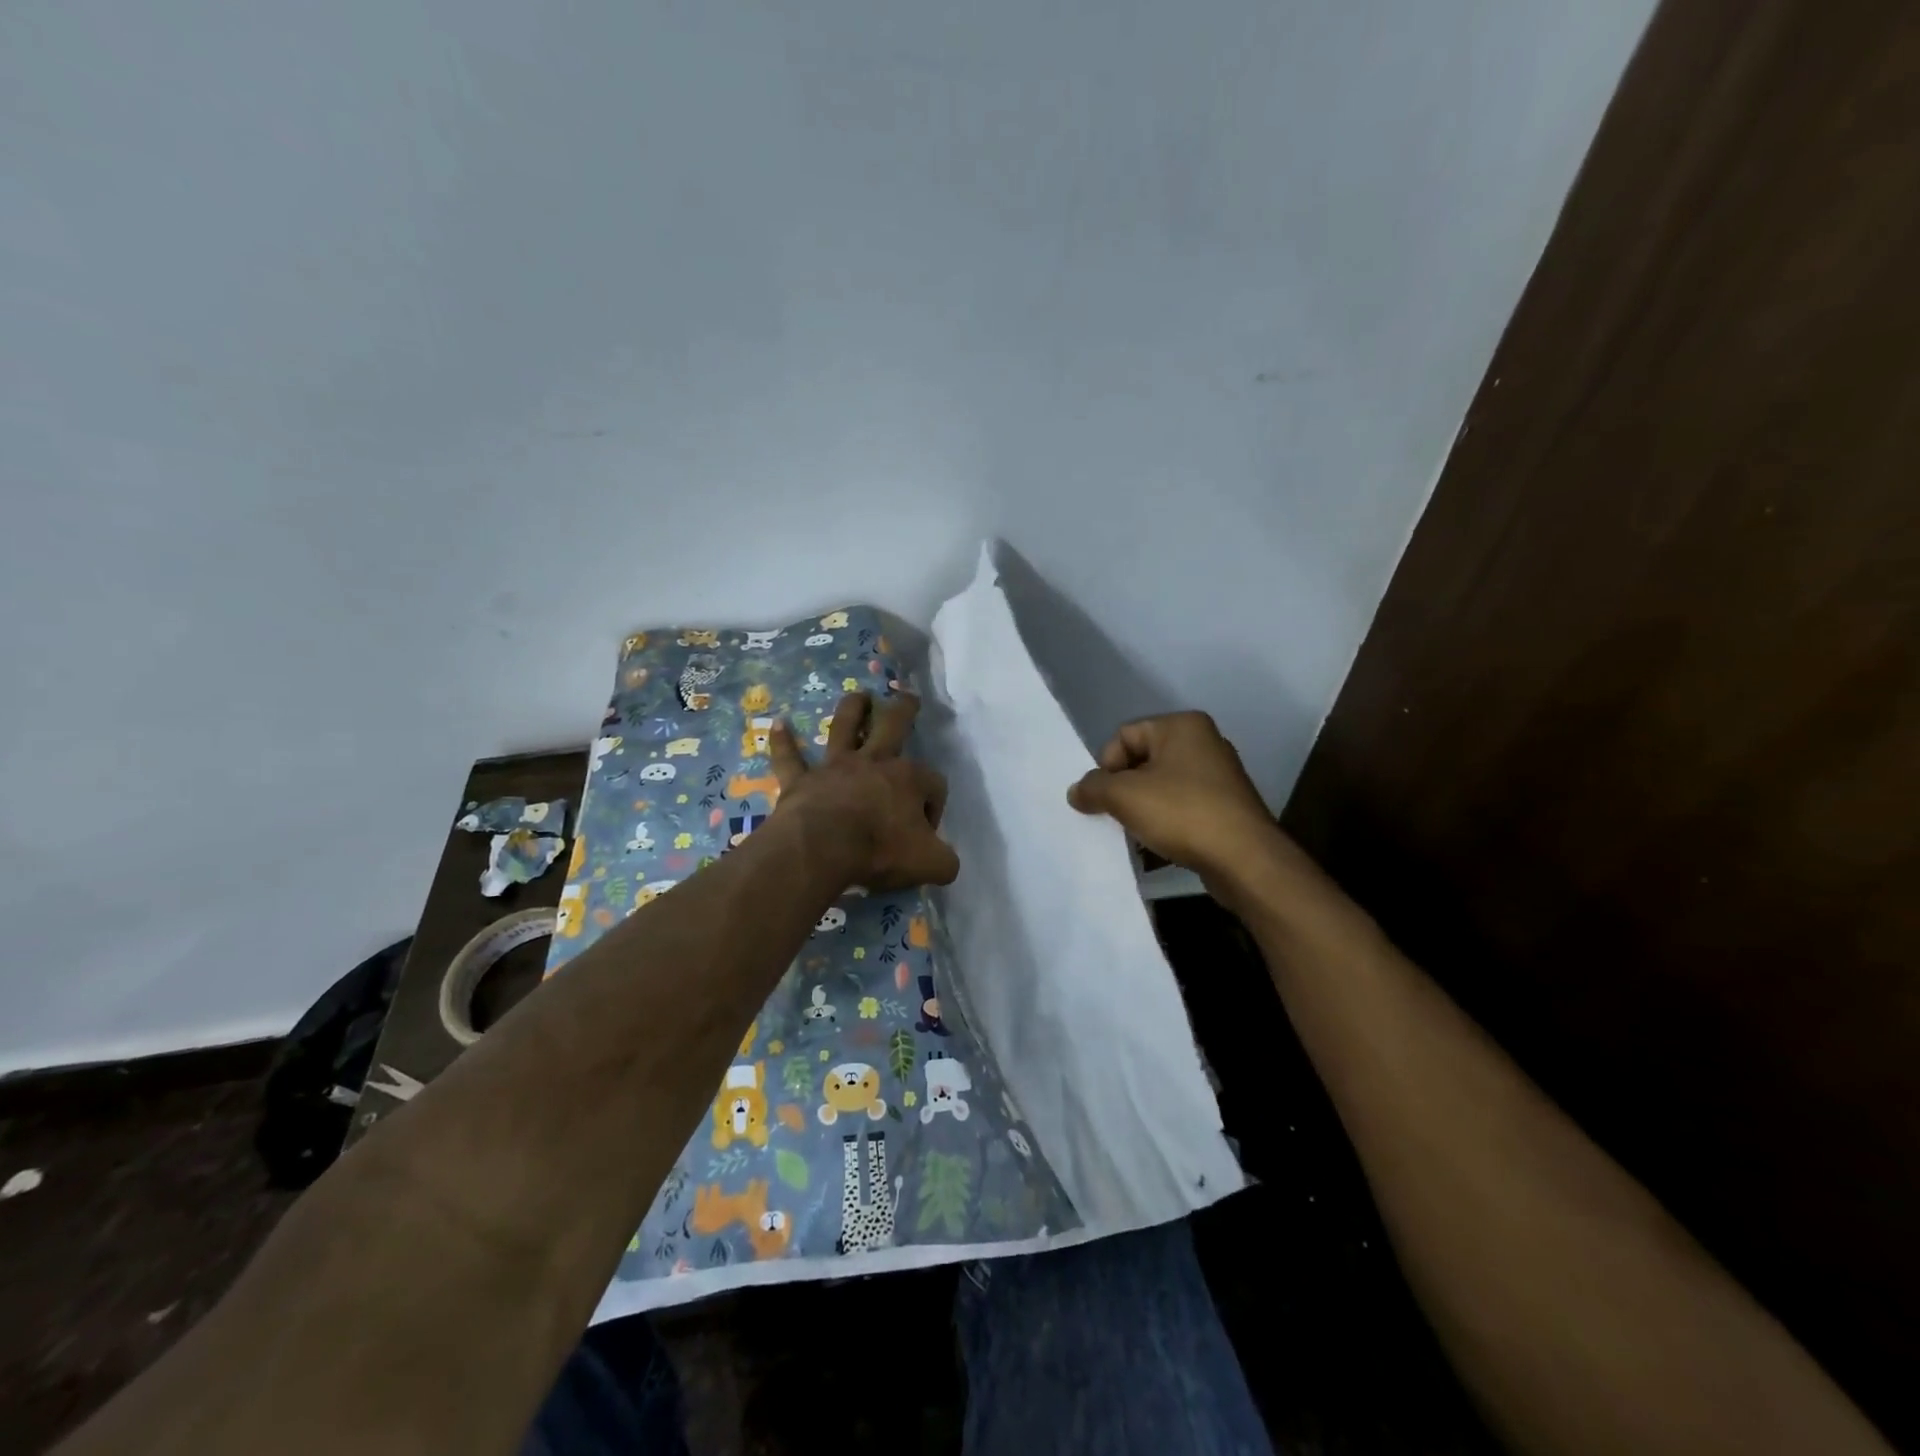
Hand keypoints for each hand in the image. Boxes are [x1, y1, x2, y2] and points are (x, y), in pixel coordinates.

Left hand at [770, 691, 959, 890]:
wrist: (823, 848)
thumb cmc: (881, 851)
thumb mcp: (931, 865)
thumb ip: (944, 861)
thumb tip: (943, 860)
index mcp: (909, 780)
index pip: (933, 784)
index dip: (934, 807)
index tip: (926, 834)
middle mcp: (873, 763)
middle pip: (893, 726)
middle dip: (904, 711)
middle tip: (908, 698)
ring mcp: (835, 768)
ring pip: (845, 727)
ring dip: (852, 709)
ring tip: (859, 695)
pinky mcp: (801, 781)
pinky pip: (790, 757)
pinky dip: (783, 742)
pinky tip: (778, 724)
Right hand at [1067, 712, 1282, 888]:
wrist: (1245, 859)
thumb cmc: (1182, 813)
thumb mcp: (1124, 796)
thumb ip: (1093, 788)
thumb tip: (1077, 791)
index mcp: (1182, 726)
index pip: (1124, 735)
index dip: (1107, 766)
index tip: (1105, 798)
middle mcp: (1203, 742)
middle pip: (1142, 760)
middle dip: (1123, 789)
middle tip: (1116, 815)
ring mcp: (1218, 775)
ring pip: (1161, 786)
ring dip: (1142, 808)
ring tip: (1136, 832)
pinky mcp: (1226, 806)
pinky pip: (1181, 806)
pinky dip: (1165, 821)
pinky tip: (1157, 844)